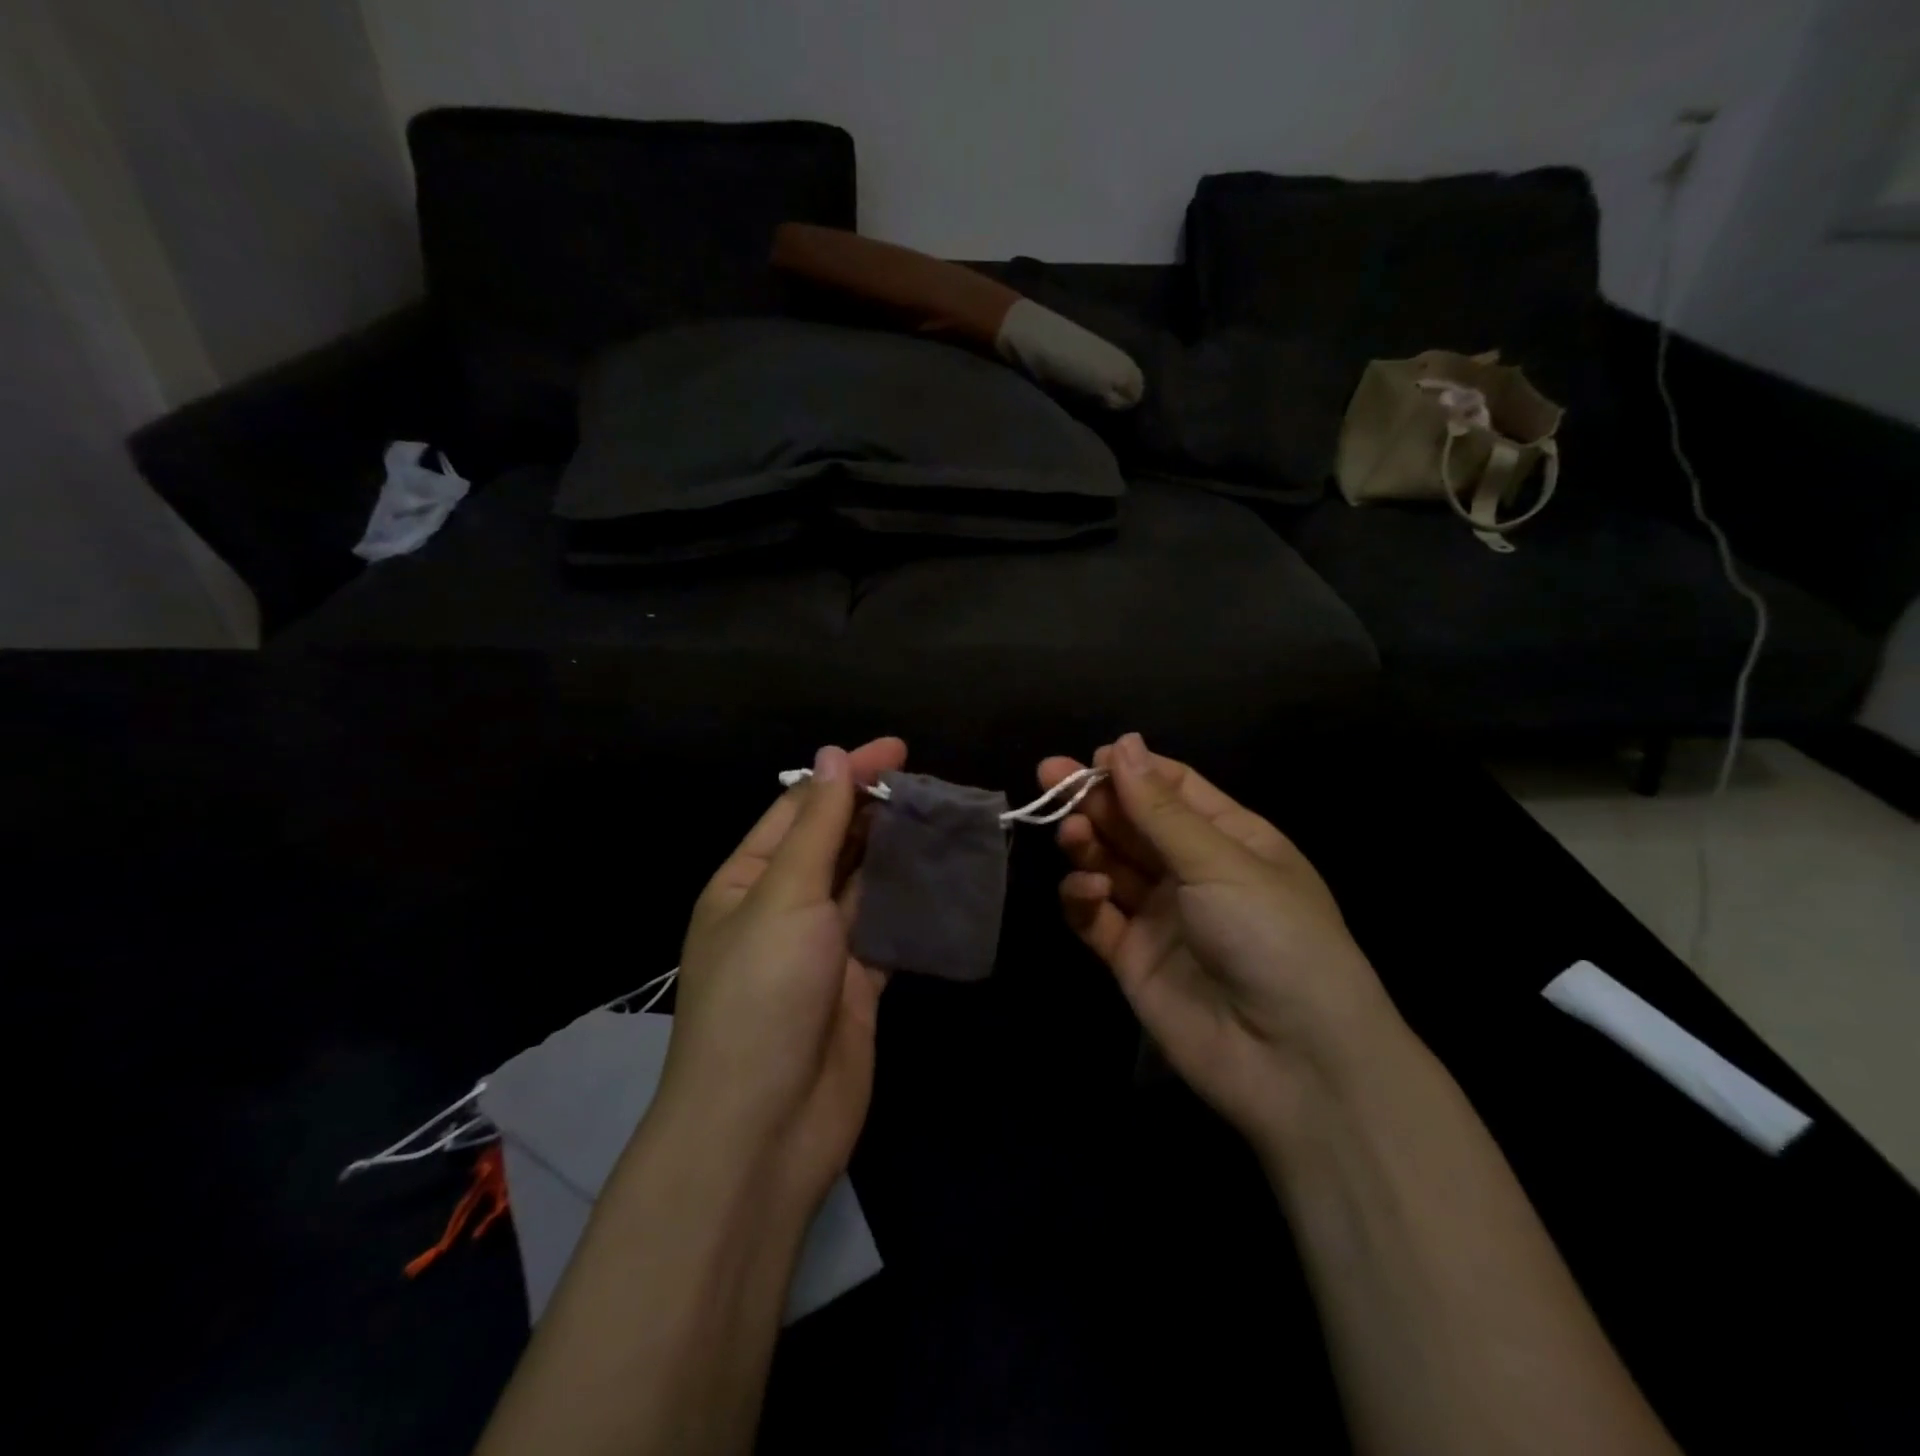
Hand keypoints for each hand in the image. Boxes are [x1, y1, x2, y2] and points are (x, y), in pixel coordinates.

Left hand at [659, 737, 906, 1212]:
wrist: (765, 1126)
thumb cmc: (762, 994)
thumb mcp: (784, 896)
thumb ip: (816, 827)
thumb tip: (833, 757)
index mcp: (748, 880)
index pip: (801, 809)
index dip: (846, 776)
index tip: (897, 751)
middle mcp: (783, 907)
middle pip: (835, 843)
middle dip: (876, 811)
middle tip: (933, 786)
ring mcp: (823, 947)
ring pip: (866, 883)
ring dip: (899, 853)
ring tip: (947, 821)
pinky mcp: (859, 982)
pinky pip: (889, 929)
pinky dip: (914, 904)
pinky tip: (947, 879)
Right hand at [1040, 733, 1396, 1142]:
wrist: (1293, 1061)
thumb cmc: (1273, 936)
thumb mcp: (1220, 862)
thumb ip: (1160, 808)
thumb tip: (1123, 743)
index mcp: (1231, 838)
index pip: (1173, 788)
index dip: (1132, 770)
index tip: (1091, 758)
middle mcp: (1193, 872)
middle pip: (1133, 823)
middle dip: (1094, 799)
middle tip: (1048, 777)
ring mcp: (1160, 915)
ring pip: (1109, 864)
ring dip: (1087, 843)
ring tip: (1071, 834)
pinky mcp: (1131, 957)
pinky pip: (1096, 916)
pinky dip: (1083, 897)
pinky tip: (1086, 890)